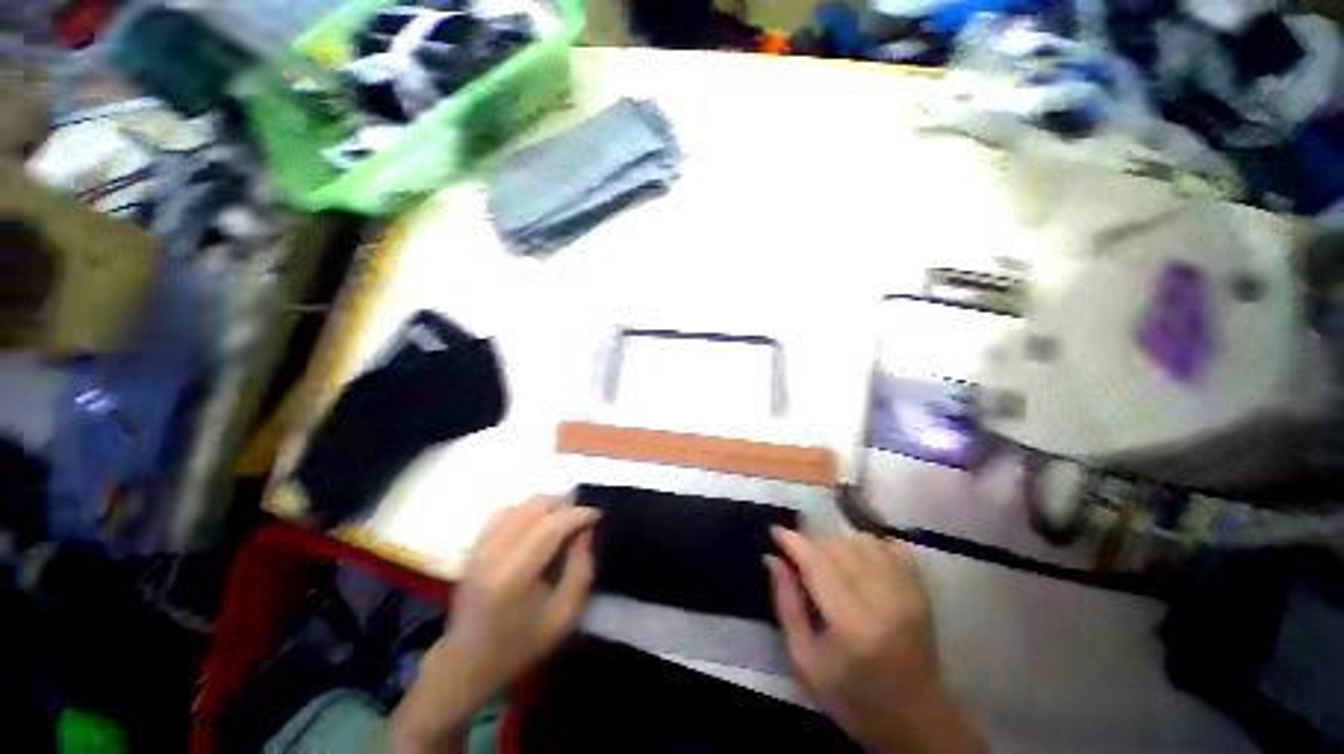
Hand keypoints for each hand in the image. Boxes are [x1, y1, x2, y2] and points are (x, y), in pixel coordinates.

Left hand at [392, 495, 598, 752]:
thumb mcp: (565, 614)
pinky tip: (536, 523)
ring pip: (521, 504)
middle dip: (565, 503)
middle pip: (535, 506)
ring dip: (547, 504)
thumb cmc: (522, 644)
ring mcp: (480, 547)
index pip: (552, 525)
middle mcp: (494, 553)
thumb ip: (581, 567)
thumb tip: (586, 529)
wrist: (467, 663)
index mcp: (515, 575)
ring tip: (563, 517)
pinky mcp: (474, 546)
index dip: (579, 514)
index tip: (597, 515)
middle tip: (581, 516)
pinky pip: (504, 511)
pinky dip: (525, 509)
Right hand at [766, 529, 985, 753]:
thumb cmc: (852, 697)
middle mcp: (882, 598)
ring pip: (862, 540)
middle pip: (837, 546)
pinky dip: (870, 544)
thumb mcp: (805, 661)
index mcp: (850, 623)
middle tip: (800, 559)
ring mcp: (907, 590)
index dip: (792, 541)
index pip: (816, 562)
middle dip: (811, 544)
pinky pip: (891, 545)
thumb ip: (786, 604)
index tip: (774, 532)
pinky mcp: (921, 589)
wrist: (917, 721)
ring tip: (830, 563)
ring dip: (838, 544)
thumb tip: (772, 558)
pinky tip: (860, 560)